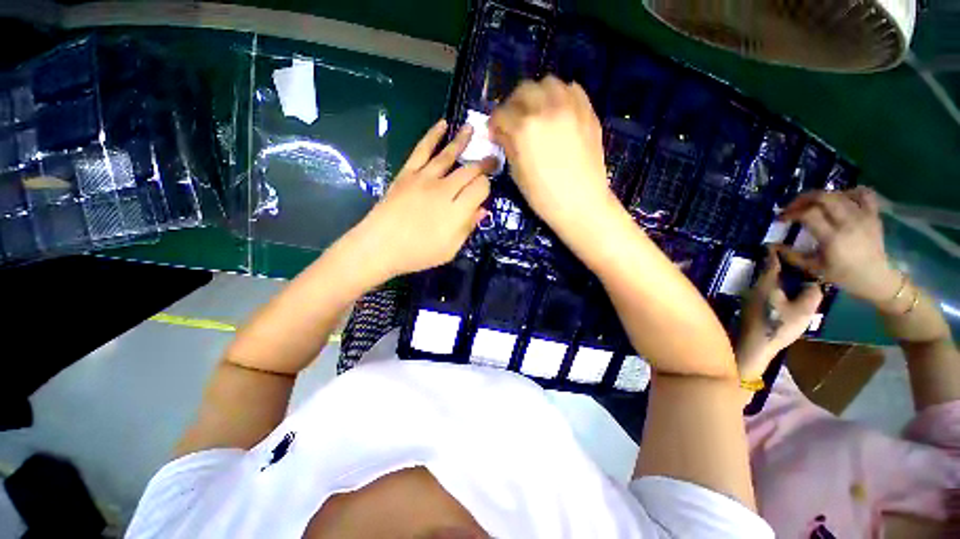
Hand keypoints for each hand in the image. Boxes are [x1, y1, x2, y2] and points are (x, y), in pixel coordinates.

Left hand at [353, 119, 491, 279]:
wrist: (380, 246)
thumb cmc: (418, 253)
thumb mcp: (450, 249)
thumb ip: (468, 227)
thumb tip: (483, 210)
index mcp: (457, 211)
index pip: (481, 188)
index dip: (487, 187)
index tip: (486, 191)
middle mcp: (444, 190)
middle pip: (469, 171)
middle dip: (484, 164)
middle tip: (492, 160)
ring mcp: (424, 178)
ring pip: (449, 155)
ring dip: (463, 141)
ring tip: (472, 129)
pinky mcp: (408, 173)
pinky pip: (422, 150)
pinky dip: (433, 136)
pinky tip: (442, 125)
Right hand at [488, 76, 616, 235]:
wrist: (581, 203)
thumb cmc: (543, 196)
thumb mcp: (517, 173)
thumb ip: (508, 146)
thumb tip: (501, 132)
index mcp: (524, 128)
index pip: (501, 114)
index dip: (494, 123)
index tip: (495, 132)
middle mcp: (546, 109)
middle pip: (523, 90)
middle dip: (513, 104)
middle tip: (514, 120)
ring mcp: (570, 107)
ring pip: (548, 83)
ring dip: (538, 94)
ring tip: (537, 112)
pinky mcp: (587, 112)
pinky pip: (572, 89)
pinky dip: (561, 95)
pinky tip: (558, 111)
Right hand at [736, 247, 822, 379]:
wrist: (753, 348)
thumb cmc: (764, 317)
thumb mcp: (765, 290)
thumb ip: (770, 270)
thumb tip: (772, 250)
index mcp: (812, 301)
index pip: (814, 278)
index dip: (801, 266)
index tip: (786, 259)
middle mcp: (809, 313)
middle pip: (804, 290)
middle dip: (790, 278)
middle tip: (772, 271)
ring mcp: (797, 324)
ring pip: (793, 301)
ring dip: (782, 291)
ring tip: (765, 284)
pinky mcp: (783, 330)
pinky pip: (785, 310)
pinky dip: (777, 302)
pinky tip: (763, 302)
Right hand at [778, 187, 899, 305]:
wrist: (876, 278)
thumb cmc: (843, 276)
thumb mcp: (814, 269)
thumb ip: (792, 256)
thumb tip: (772, 245)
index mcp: (832, 238)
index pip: (808, 214)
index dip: (791, 213)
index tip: (782, 219)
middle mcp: (848, 223)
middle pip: (823, 197)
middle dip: (803, 199)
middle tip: (793, 207)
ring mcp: (863, 217)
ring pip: (839, 194)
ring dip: (822, 197)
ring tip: (813, 205)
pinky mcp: (873, 215)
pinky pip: (863, 194)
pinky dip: (850, 192)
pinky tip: (841, 199)